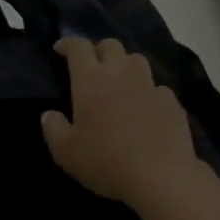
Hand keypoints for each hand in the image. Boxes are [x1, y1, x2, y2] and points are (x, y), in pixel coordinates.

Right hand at [41, 38, 206, 209]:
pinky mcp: (171, 101)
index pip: (78, 47)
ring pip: (136, 59)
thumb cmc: (106, 161)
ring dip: (125, 65)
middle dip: (98, 50)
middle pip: (110, 45)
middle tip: (92, 67)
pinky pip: (157, 87)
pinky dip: (148, 92)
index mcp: (91, 80)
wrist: (160, 176)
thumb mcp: (66, 152)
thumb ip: (53, 129)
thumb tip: (49, 115)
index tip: (60, 49)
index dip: (68, 44)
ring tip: (120, 82)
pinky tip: (146, 109)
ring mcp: (149, 85)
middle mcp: (121, 73)